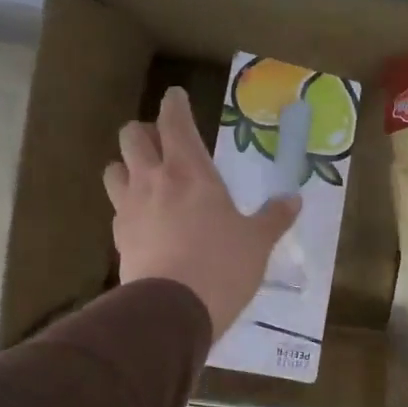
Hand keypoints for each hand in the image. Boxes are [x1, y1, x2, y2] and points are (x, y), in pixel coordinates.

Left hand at [103, 87, 299, 337]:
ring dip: (127, 165)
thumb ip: (274, 217)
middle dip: (144, 132)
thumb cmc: (222, 266)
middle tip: (163, 143)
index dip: (174, 104)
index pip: (175, 122)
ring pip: (113, 168)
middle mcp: (153, 180)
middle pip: (132, 136)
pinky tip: (142, 220)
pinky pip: (116, 209)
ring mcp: (129, 208)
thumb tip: (293, 200)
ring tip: (145, 178)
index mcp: (190, 172)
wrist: (172, 310)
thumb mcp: (257, 242)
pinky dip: (126, 205)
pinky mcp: (118, 238)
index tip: (176, 96)